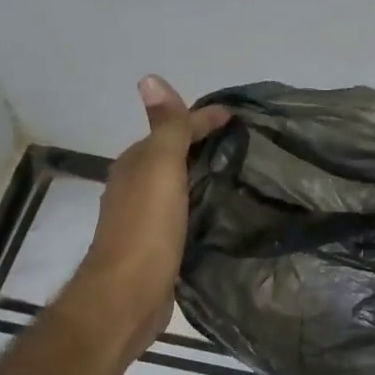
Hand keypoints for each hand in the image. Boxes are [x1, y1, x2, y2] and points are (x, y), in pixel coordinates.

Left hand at [71, 76, 229, 357]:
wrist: (128, 296)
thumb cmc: (146, 228)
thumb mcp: (160, 168)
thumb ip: (165, 128)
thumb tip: (150, 78)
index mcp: (135, 164)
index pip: (173, 129)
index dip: (203, 119)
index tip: (240, 116)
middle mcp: (135, 187)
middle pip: (173, 156)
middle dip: (203, 145)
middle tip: (246, 144)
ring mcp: (144, 219)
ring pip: (177, 185)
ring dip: (202, 175)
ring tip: (239, 175)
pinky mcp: (157, 246)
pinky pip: (182, 213)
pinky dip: (199, 203)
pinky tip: (219, 212)